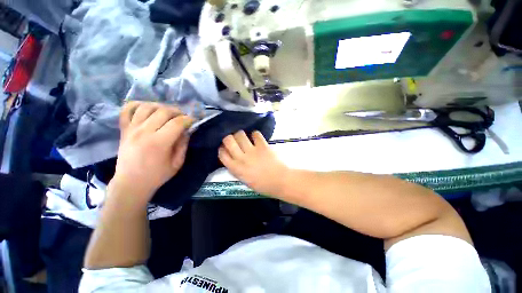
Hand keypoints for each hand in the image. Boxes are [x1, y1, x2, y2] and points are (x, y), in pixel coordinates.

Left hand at [111, 102, 193, 203]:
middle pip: (163, 111)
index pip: (177, 123)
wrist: (131, 183)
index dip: (188, 119)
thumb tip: (187, 130)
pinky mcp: (124, 129)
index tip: (194, 121)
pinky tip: (147, 108)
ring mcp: (132, 129)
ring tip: (168, 113)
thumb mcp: (177, 163)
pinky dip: (138, 105)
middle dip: (178, 111)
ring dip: (161, 107)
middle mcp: (144, 132)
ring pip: (147, 107)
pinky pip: (127, 110)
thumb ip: (183, 145)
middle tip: (183, 117)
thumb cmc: (157, 175)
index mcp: (159, 143)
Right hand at [218, 131, 288, 196]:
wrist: (280, 181)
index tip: (226, 147)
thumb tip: (233, 159)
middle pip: (228, 140)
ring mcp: (252, 151)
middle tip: (234, 140)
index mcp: (236, 169)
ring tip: (245, 138)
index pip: (222, 154)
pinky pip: (255, 134)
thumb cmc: (263, 185)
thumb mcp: (245, 180)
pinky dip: (255, 134)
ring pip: (240, 134)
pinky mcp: (263, 146)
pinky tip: (256, 138)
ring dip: (241, 134)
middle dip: (229, 138)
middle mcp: (241, 158)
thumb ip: (237, 169)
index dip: (223, 148)